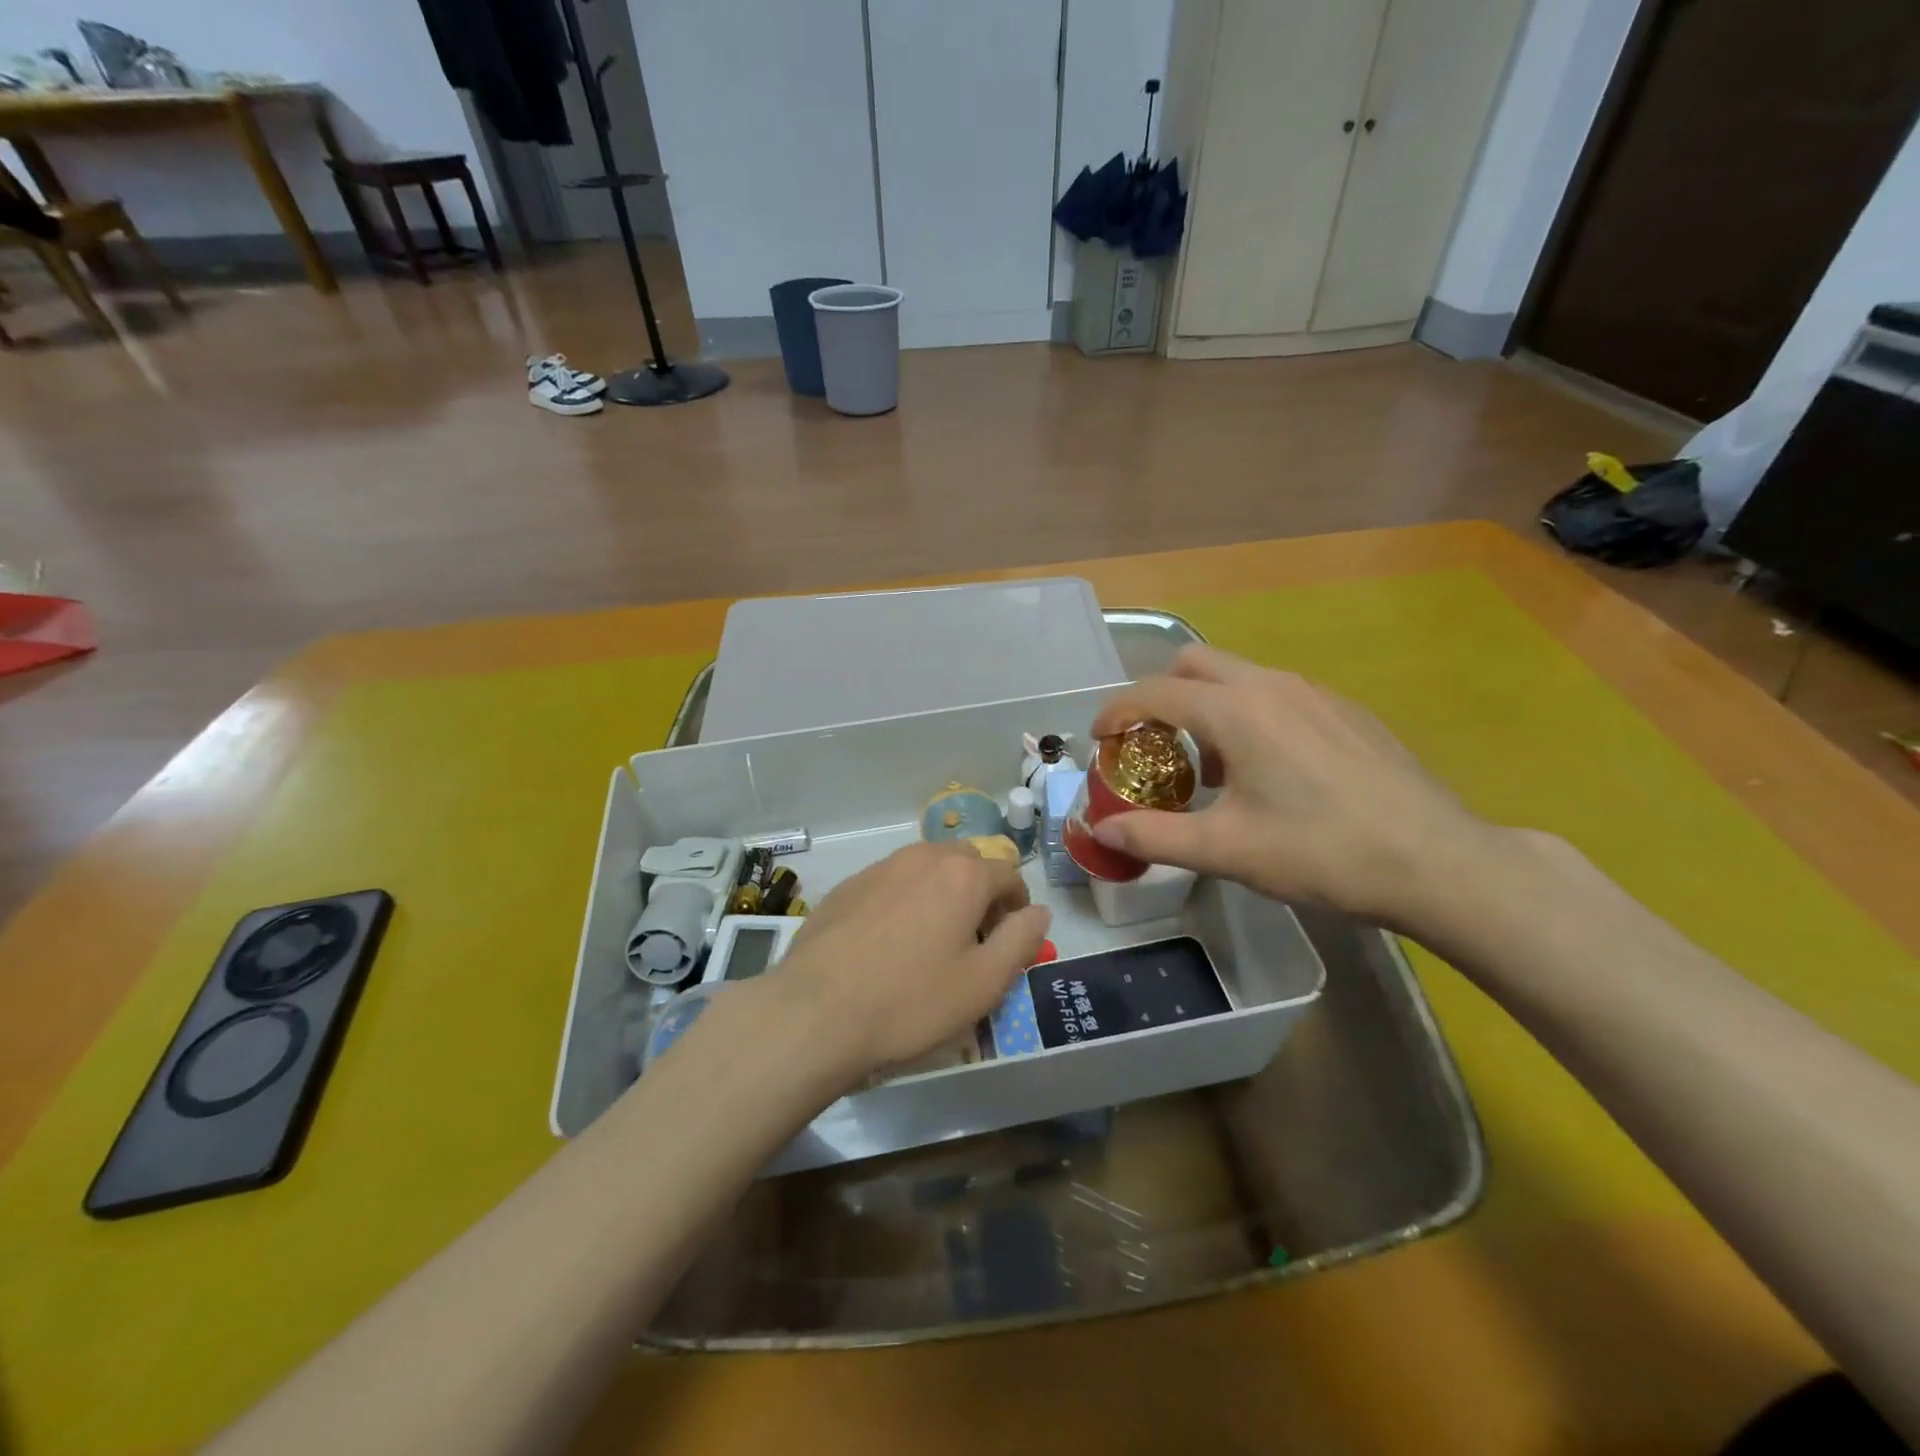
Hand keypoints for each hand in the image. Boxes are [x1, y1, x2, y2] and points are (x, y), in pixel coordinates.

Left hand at [774, 842, 1051, 1077]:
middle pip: (966, 864)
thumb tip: (1039, 911)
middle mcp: (922, 857)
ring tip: (927, 944)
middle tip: (970, 943)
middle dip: (978, 894)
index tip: (1008, 943)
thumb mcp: (983, 983)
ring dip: (939, 895)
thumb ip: (1021, 940)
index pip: (1009, 876)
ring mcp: (879, 868)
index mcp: (963, 874)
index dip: (1017, 909)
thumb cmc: (911, 1000)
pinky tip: (885, 946)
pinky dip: (901, 903)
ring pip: (925, 870)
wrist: (815, 1011)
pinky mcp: (847, 886)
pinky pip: (890, 884)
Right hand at [1088, 645, 1497, 928]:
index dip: (1116, 712)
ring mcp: (1315, 693)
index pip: (1154, 693)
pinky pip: (1276, 694)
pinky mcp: (1346, 711)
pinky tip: (1267, 770)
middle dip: (1159, 694)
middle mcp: (1271, 685)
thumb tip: (1101, 828)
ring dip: (1205, 705)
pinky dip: (1247, 714)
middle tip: (1151, 745)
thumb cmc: (1322, 852)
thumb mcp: (1227, 850)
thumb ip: (1154, 836)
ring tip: (1208, 765)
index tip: (1098, 739)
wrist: (1438, 861)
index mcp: (1236, 711)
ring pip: (1238, 676)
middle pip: (1194, 663)